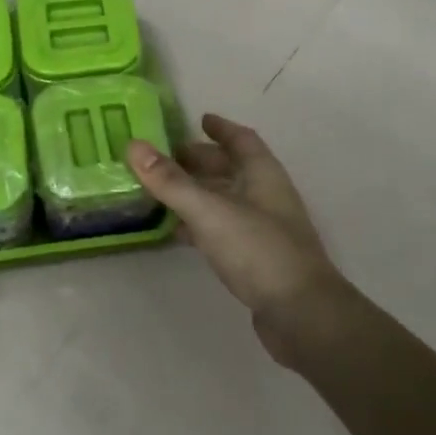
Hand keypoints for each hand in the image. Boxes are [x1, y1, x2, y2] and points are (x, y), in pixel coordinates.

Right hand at [127, 114, 352, 365]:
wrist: (301, 315)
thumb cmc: (259, 251)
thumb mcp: (210, 211)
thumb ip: (171, 181)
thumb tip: (133, 145)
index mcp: (263, 175)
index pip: (242, 140)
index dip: (221, 128)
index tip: (199, 119)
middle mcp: (266, 196)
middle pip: (232, 169)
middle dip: (201, 160)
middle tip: (165, 157)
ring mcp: (263, 229)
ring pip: (225, 200)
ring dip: (197, 192)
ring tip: (162, 190)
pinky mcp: (256, 259)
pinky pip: (222, 229)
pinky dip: (199, 224)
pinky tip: (177, 232)